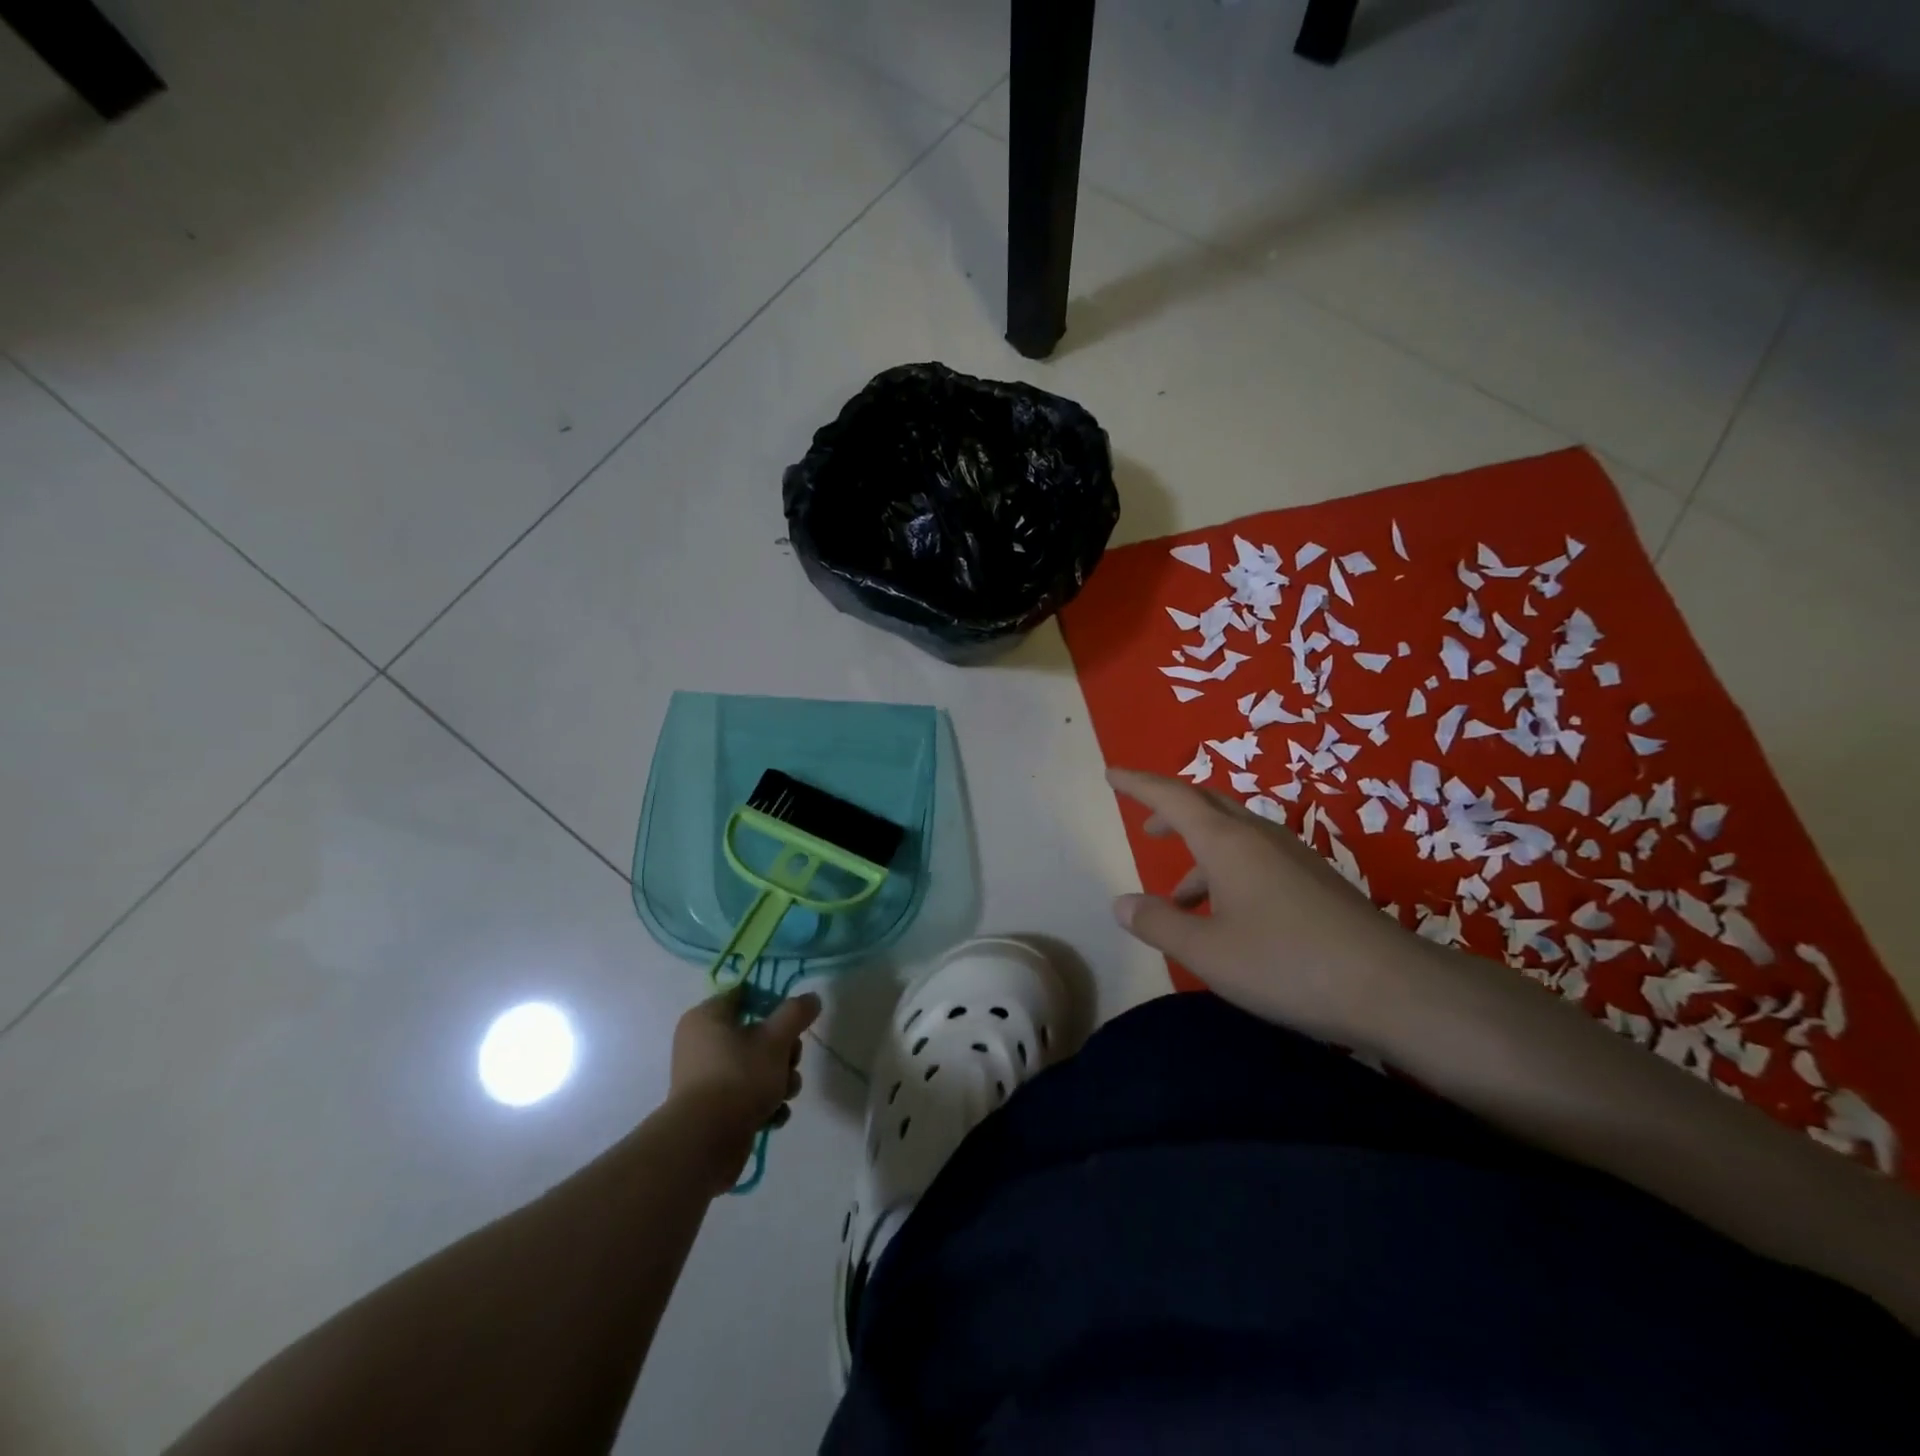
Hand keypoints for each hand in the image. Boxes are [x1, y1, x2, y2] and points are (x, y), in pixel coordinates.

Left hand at [670, 989, 819, 1186]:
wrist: (706, 1143)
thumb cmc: (739, 1076)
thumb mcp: (776, 1039)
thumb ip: (796, 1013)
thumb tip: (812, 997)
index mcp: (707, 1017)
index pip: (745, 995)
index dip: (774, 1003)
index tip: (794, 1020)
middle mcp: (701, 1043)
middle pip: (756, 1033)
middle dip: (784, 1051)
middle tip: (791, 1062)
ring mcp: (705, 1078)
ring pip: (755, 1067)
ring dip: (779, 1080)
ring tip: (786, 1094)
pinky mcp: (712, 1109)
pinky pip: (745, 1094)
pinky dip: (763, 1103)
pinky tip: (774, 1116)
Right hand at [1107, 767, 1417, 1044]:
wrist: (1393, 988)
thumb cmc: (1287, 963)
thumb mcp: (1207, 952)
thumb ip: (1158, 924)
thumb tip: (1122, 903)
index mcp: (1228, 842)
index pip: (1172, 797)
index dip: (1138, 784)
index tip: (1112, 773)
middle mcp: (1260, 837)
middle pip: (1207, 807)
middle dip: (1172, 812)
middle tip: (1147, 827)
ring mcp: (1293, 858)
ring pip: (1234, 837)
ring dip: (1199, 854)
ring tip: (1178, 899)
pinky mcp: (1316, 882)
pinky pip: (1257, 859)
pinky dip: (1227, 873)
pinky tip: (1228, 916)